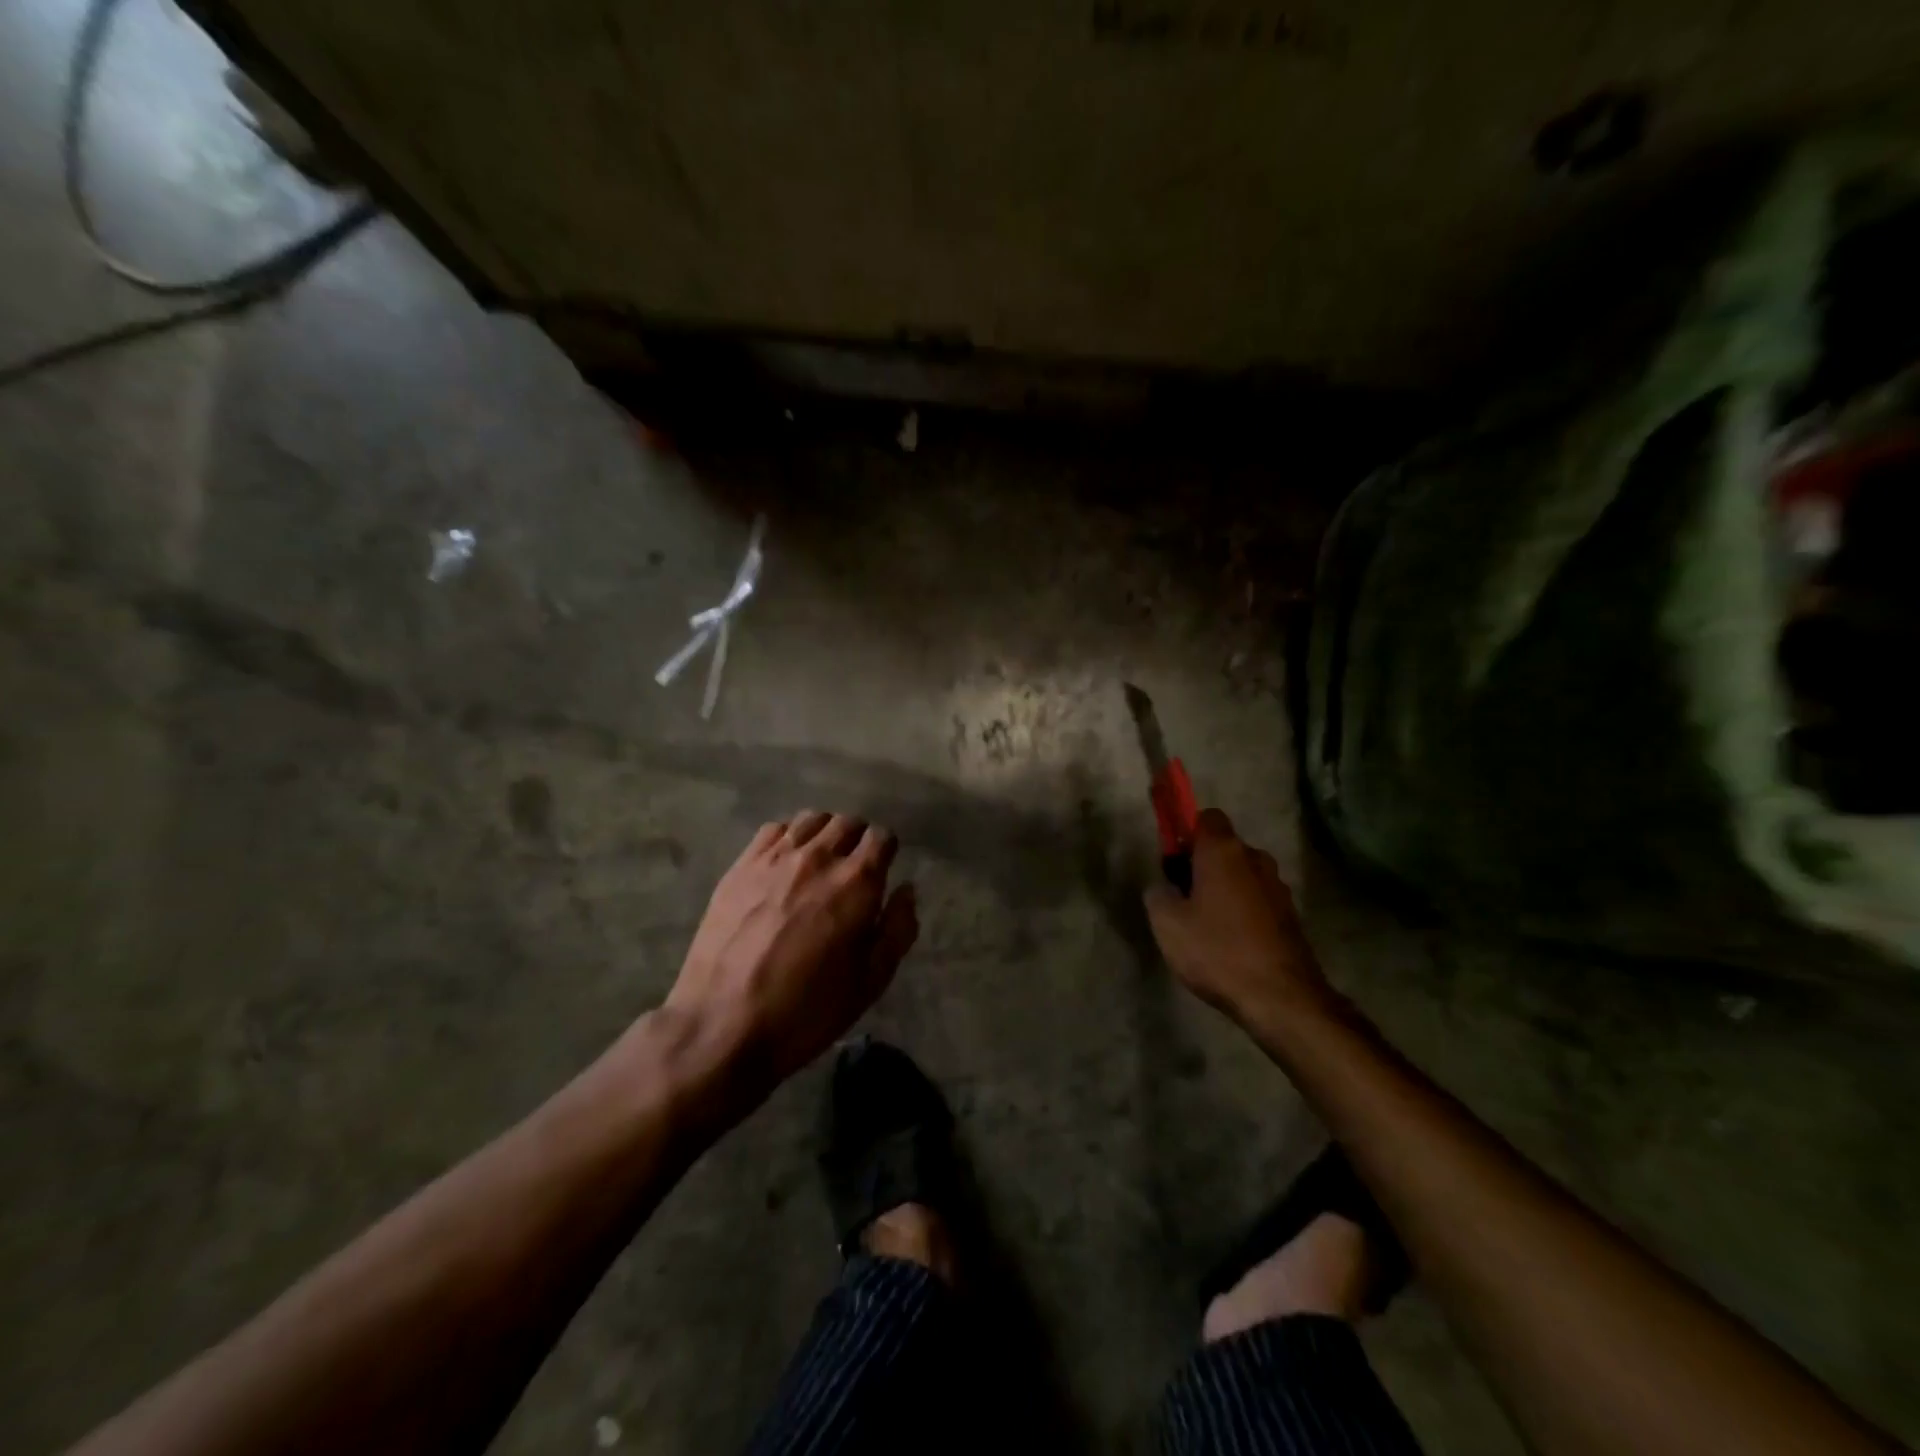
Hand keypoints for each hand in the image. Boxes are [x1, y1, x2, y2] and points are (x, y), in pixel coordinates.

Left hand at [666, 811, 918, 1090]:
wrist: (723, 1024)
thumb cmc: (807, 1010)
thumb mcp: (870, 982)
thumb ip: (897, 929)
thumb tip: (905, 890)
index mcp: (857, 883)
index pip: (882, 837)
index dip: (886, 850)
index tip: (882, 869)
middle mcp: (819, 857)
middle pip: (847, 822)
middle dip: (857, 838)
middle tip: (853, 866)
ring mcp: (775, 858)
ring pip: (810, 819)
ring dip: (823, 833)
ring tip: (819, 860)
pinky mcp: (741, 866)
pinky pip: (772, 830)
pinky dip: (787, 837)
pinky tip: (784, 863)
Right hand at [1144, 808, 1331, 1032]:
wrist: (1282, 998)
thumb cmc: (1217, 950)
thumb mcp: (1167, 923)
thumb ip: (1158, 894)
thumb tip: (1164, 887)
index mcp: (1223, 851)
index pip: (1206, 816)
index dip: (1186, 832)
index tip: (1172, 860)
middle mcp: (1255, 859)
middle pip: (1224, 847)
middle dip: (1203, 863)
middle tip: (1182, 896)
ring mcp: (1278, 888)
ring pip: (1242, 875)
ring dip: (1224, 889)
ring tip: (1206, 924)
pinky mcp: (1290, 916)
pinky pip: (1257, 900)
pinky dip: (1243, 911)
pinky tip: (1229, 942)